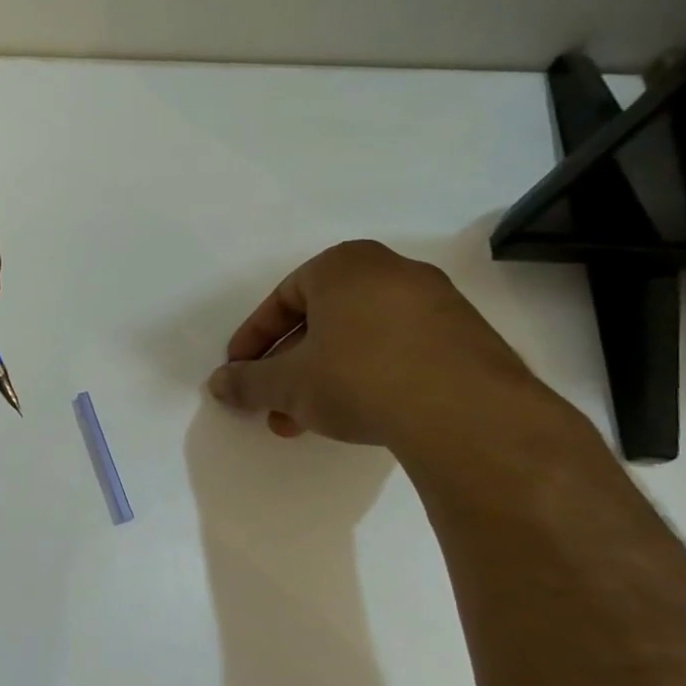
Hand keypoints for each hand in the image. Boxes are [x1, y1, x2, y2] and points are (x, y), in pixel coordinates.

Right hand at [206, 240, 546, 450]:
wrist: (466, 414)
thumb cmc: (357, 377)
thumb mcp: (286, 384)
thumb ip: (247, 381)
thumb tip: (219, 384)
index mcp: (344, 265)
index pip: (283, 298)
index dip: (254, 338)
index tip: (240, 370)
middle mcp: (392, 272)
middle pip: (321, 320)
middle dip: (288, 365)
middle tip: (271, 400)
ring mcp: (436, 304)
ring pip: (357, 339)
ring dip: (323, 377)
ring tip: (304, 420)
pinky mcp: (466, 339)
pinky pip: (397, 351)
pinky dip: (366, 378)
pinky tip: (356, 416)